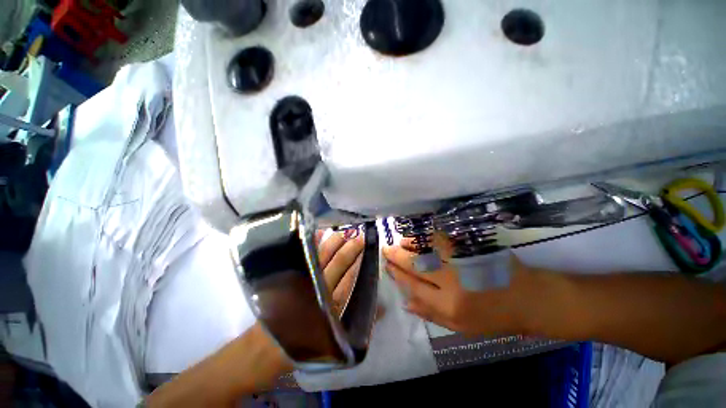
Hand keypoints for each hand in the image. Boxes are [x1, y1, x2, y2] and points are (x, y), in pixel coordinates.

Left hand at [147, 230, 364, 406]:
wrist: (263, 351)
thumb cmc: (300, 346)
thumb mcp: (332, 340)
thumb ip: (355, 322)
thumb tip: (381, 307)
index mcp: (329, 305)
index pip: (349, 278)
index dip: (359, 263)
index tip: (368, 250)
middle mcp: (316, 288)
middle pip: (338, 263)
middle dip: (351, 249)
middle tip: (361, 236)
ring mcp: (301, 280)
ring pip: (322, 257)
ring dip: (334, 243)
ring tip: (345, 232)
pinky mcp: (288, 277)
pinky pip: (301, 255)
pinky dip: (311, 243)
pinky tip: (318, 233)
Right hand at [383, 234, 531, 335]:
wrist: (528, 299)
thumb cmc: (494, 317)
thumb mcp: (461, 327)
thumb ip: (431, 314)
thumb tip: (405, 302)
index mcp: (449, 306)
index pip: (413, 286)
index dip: (397, 275)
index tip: (388, 266)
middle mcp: (452, 282)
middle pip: (415, 266)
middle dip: (396, 256)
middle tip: (386, 250)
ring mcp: (461, 262)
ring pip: (427, 249)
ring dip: (409, 244)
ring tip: (399, 242)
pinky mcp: (470, 249)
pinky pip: (442, 240)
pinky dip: (427, 237)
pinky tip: (419, 236)